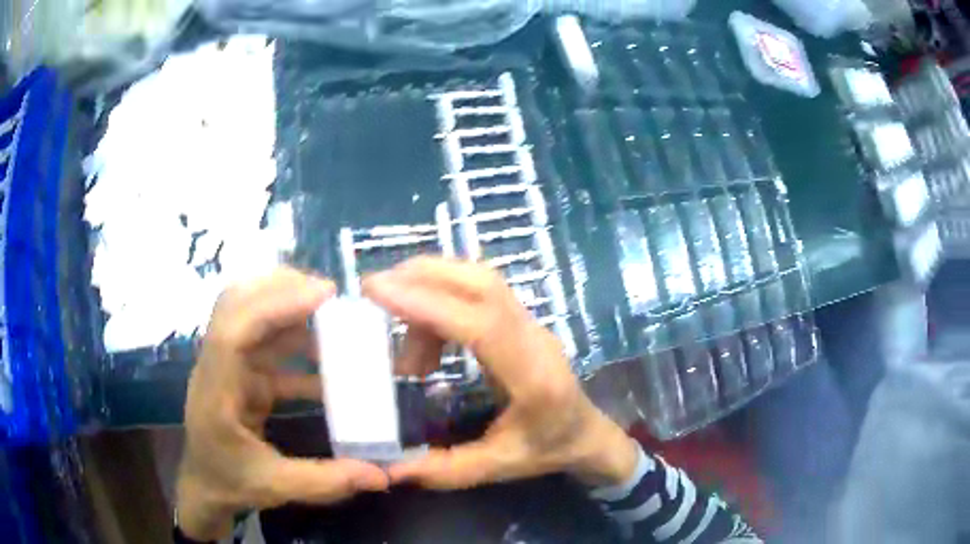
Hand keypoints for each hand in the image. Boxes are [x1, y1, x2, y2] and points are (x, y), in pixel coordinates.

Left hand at [176, 268, 388, 540]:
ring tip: (332, 312)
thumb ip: (327, 482)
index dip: (273, 305)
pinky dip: (294, 339)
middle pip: (236, 304)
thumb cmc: (230, 483)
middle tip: (329, 293)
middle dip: (280, 289)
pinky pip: (265, 344)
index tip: (322, 296)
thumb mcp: (276, 488)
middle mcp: (216, 366)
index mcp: (216, 392)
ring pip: (250, 315)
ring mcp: (226, 365)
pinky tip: (326, 355)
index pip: (233, 331)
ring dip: (288, 307)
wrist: (203, 485)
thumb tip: (383, 476)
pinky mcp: (239, 372)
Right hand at [364, 257, 638, 489]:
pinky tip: (426, 341)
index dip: (429, 304)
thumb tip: (389, 470)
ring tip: (400, 338)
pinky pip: (478, 293)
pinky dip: (441, 301)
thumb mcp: (497, 467)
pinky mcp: (520, 319)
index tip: (378, 293)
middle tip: (375, 293)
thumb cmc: (548, 449)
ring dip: (430, 288)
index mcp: (533, 377)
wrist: (588, 433)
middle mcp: (534, 337)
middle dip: (423, 276)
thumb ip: (444, 470)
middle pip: (482, 282)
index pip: (482, 325)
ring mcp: (530, 322)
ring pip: (479, 279)